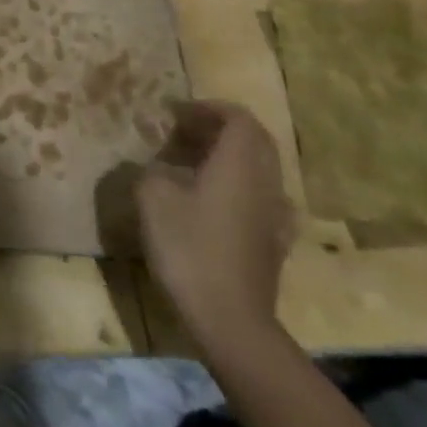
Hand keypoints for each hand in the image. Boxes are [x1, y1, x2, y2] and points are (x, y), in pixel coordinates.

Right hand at [137, 100, 294, 352]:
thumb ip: (151, 171)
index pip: (238, 118)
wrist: (230, 318)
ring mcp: (275, 215)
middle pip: (255, 141)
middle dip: (221, 129)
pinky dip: (238, 187)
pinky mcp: (274, 242)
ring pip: (259, 170)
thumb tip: (155, 166)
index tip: (177, 112)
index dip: (208, 108)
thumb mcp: (153, 199)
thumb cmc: (189, 248)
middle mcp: (265, 182)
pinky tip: (214, 203)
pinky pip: (260, 198)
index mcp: (239, 164)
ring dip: (229, 158)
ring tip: (193, 165)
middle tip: (184, 133)